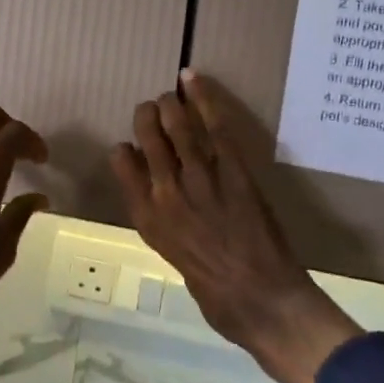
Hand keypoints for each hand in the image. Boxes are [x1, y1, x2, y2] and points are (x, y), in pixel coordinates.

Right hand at [110, 72, 360, 382]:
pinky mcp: (233, 171)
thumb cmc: (216, 294)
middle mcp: (166, 193)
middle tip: (151, 107)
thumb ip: (166, 223)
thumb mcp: (175, 259)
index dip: (124, 150)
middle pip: (147, 139)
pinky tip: (192, 82)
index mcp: (148, 219)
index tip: (132, 147)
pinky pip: (214, 128)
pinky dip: (203, 100)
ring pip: (177, 128)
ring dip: (170, 105)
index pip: (121, 166)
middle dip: (146, 117)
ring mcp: (199, 179)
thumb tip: (168, 197)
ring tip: (168, 94)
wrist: (262, 301)